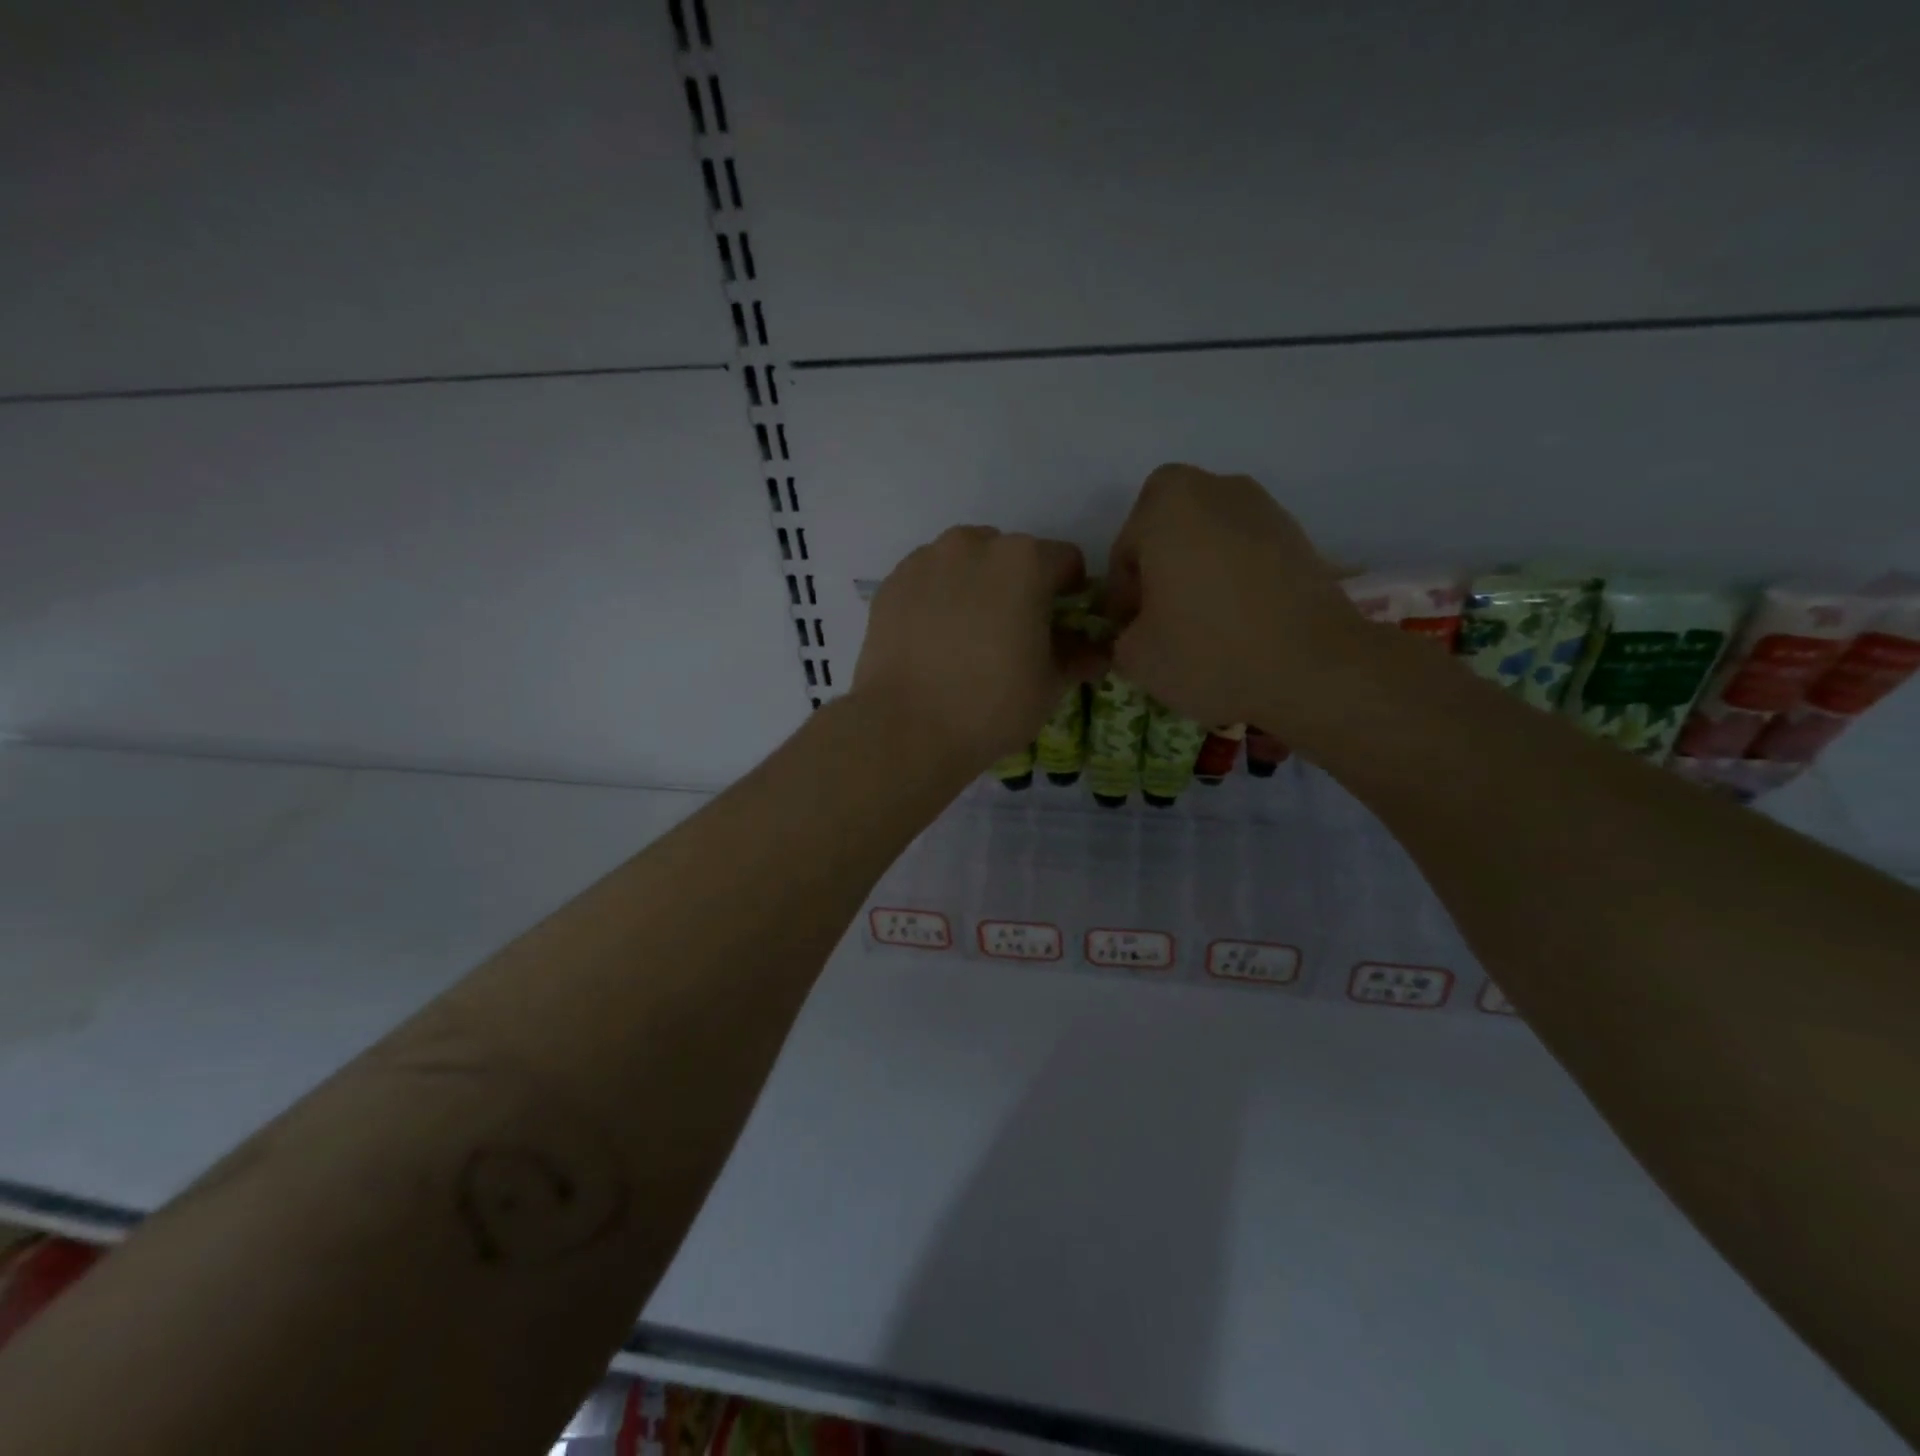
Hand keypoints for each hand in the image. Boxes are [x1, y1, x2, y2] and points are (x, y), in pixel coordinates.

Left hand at [854, 527, 1107, 770]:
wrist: (906, 729)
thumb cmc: (992, 706)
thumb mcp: (1049, 685)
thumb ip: (1078, 656)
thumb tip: (1097, 652)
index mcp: (1025, 561)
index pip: (1066, 562)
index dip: (1071, 593)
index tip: (1061, 625)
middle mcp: (974, 545)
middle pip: (1012, 556)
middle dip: (1019, 586)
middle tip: (1011, 634)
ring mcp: (926, 560)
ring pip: (965, 563)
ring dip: (975, 586)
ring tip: (967, 636)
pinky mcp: (892, 583)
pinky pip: (928, 580)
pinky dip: (937, 598)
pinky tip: (933, 640)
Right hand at [1105, 464, 1363, 730]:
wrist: (1314, 668)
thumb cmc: (1209, 652)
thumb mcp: (1135, 657)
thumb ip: (1120, 635)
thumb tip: (1135, 632)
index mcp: (1165, 505)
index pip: (1123, 551)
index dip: (1121, 597)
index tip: (1132, 632)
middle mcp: (1215, 488)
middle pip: (1165, 531)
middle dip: (1157, 568)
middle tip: (1160, 617)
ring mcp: (1262, 507)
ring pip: (1206, 536)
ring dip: (1195, 569)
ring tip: (1200, 621)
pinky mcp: (1296, 534)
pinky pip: (1243, 549)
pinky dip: (1232, 575)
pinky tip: (1236, 619)